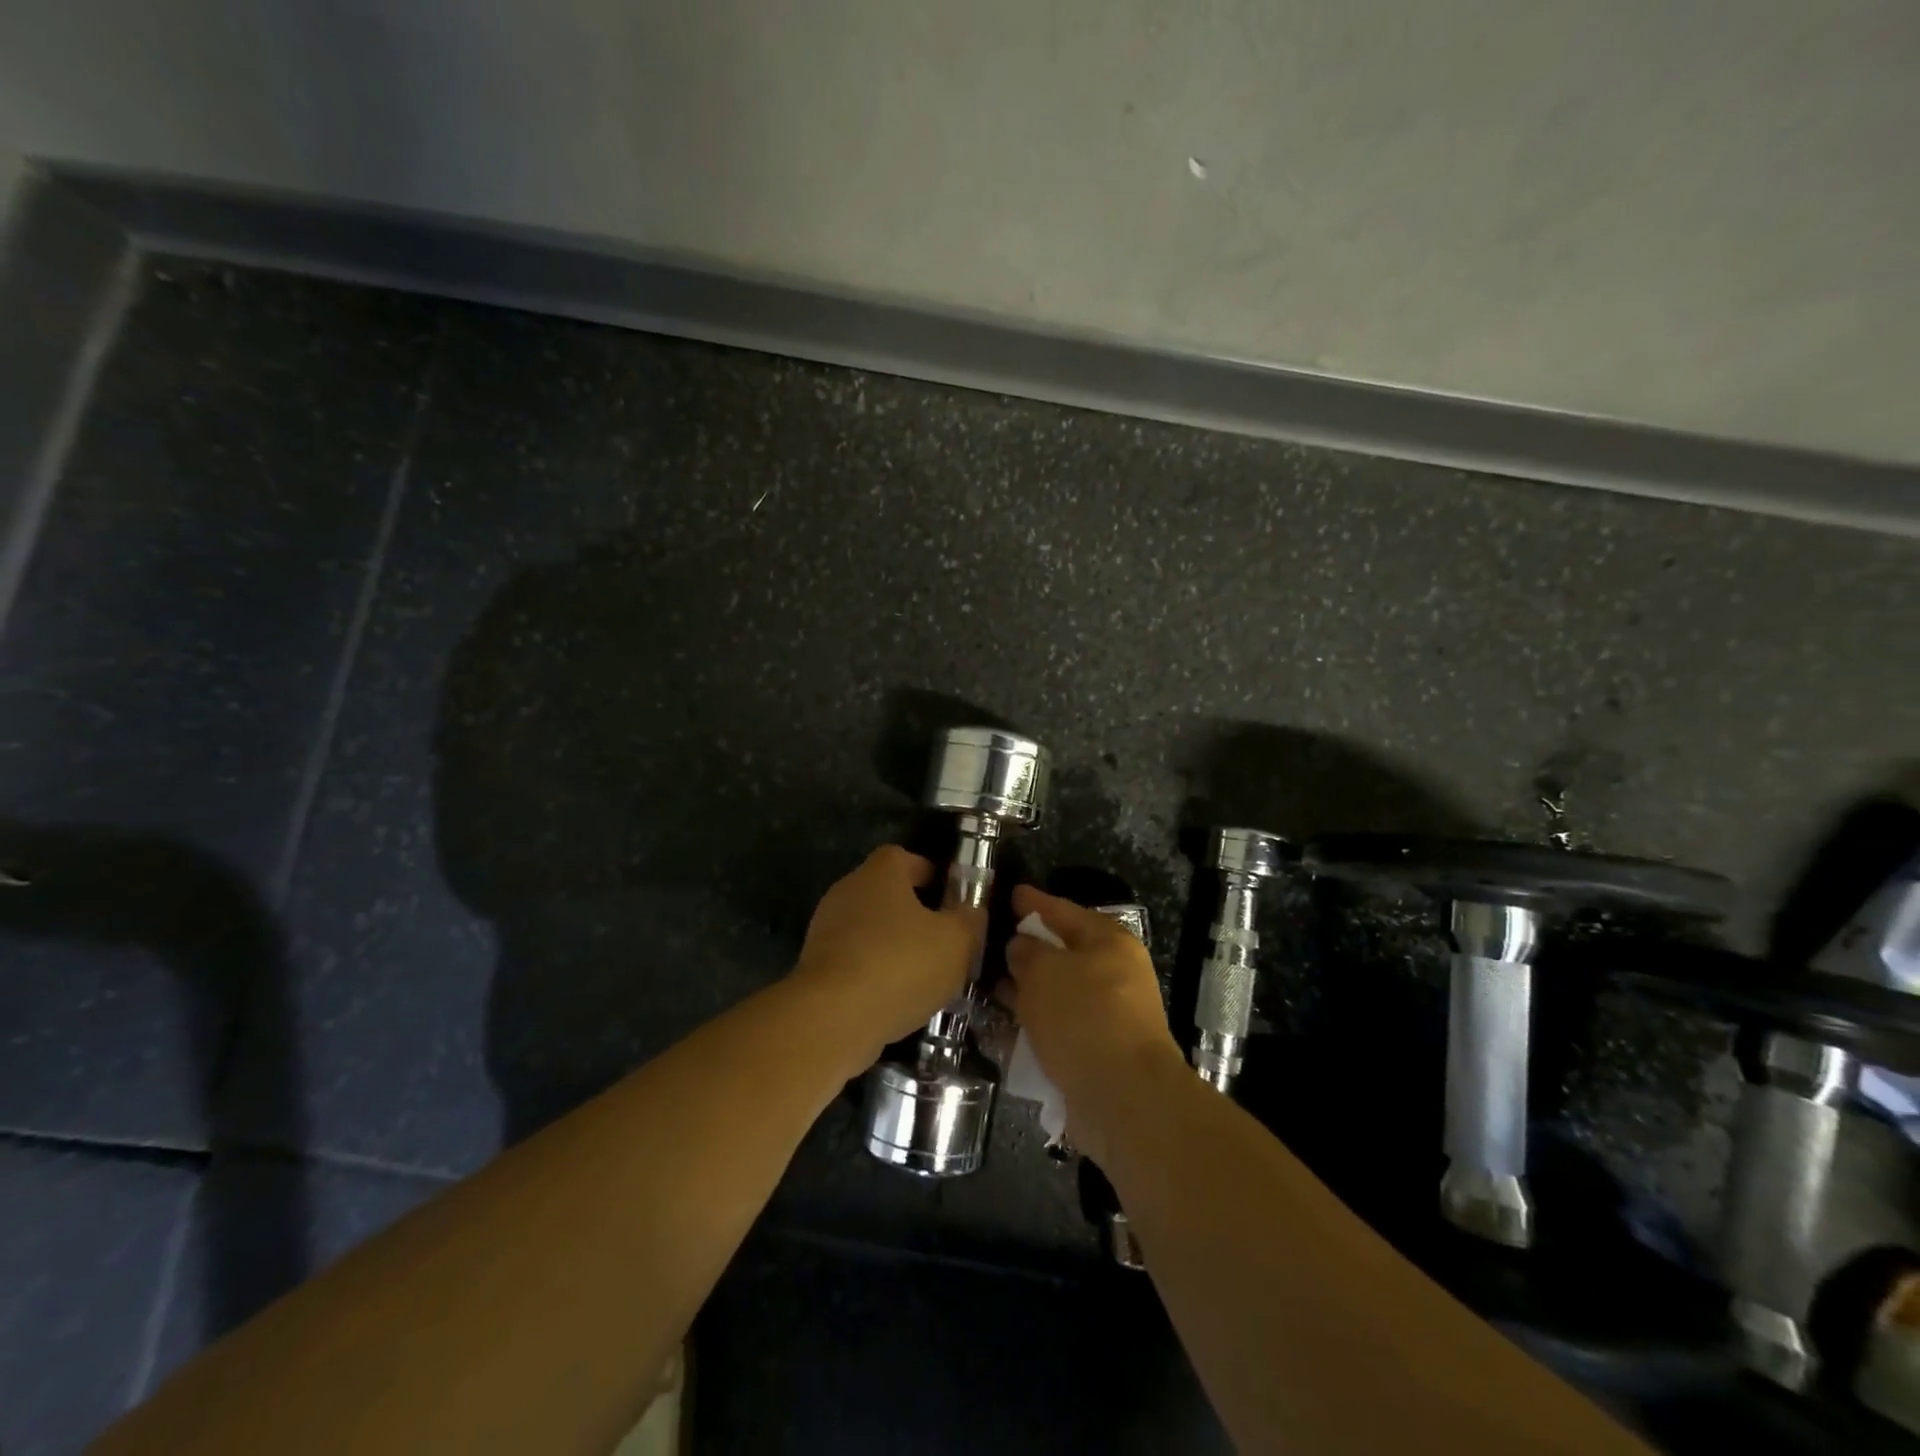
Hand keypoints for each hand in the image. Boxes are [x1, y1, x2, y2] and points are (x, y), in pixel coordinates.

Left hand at [789, 846, 980, 1058]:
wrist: (833, 1017)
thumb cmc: (900, 963)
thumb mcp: (956, 942)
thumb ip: (969, 921)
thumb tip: (970, 912)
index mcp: (880, 873)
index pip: (905, 858)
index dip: (929, 874)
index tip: (949, 898)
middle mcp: (847, 891)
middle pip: (885, 894)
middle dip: (913, 914)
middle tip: (942, 940)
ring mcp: (826, 929)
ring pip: (869, 930)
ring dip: (893, 947)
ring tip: (923, 976)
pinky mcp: (815, 966)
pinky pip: (854, 960)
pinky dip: (874, 973)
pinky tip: (894, 999)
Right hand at [999, 885, 1187, 1162]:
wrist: (1123, 1097)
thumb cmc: (1084, 1017)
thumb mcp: (1045, 972)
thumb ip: (1026, 953)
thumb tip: (1020, 946)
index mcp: (1109, 942)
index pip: (1064, 911)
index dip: (1035, 902)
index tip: (1011, 893)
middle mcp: (1112, 975)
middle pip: (1062, 953)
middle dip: (1027, 950)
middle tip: (991, 943)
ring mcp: (1106, 1015)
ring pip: (1056, 994)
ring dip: (1025, 991)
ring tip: (987, 986)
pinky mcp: (1096, 1052)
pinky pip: (1056, 1029)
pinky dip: (1032, 1027)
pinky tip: (1000, 1028)